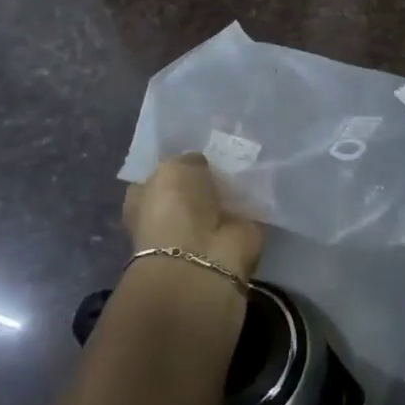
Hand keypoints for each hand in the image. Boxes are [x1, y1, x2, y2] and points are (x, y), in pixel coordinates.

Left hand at [124, 154, 262, 283]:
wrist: (202, 256)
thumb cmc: (175, 208)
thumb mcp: (174, 168)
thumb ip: (187, 160)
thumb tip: (199, 164)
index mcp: (144, 200)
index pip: (157, 176)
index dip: (175, 164)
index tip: (196, 148)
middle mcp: (171, 215)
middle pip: (191, 188)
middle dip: (206, 176)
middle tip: (226, 153)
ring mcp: (201, 228)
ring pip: (217, 199)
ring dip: (229, 188)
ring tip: (247, 163)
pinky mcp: (231, 237)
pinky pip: (243, 210)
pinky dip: (251, 200)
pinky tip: (260, 182)